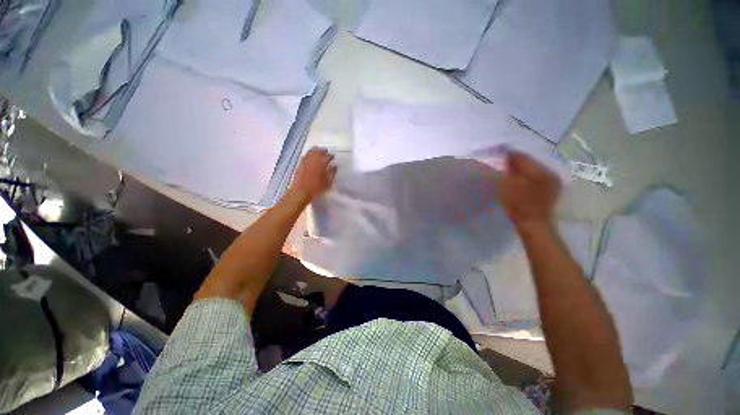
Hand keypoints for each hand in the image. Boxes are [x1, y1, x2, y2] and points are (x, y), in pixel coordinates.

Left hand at [288, 147, 336, 201]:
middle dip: (322, 150)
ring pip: (310, 152)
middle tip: (326, 152)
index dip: (331, 156)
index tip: (333, 157)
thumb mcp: (328, 182)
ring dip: (315, 151)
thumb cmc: (316, 188)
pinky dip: (309, 154)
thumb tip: (335, 166)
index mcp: (321, 164)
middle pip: (318, 151)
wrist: (301, 192)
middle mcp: (313, 160)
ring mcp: (305, 161)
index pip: (327, 157)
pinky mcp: (300, 164)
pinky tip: (311, 158)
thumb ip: (332, 173)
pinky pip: (305, 156)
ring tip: (319, 153)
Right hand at [497, 151, 560, 230]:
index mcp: (543, 171)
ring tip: (507, 174)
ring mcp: (551, 183)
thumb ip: (508, 170)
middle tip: (500, 166)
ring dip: (519, 171)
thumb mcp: (510, 186)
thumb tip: (505, 157)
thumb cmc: (520, 205)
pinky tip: (516, 183)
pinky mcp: (548, 191)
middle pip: (528, 163)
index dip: (509, 156)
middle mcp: (550, 173)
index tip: (496, 157)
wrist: (533, 226)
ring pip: (531, 171)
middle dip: (514, 163)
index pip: (523, 157)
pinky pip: (534, 178)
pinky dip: (524, 178)